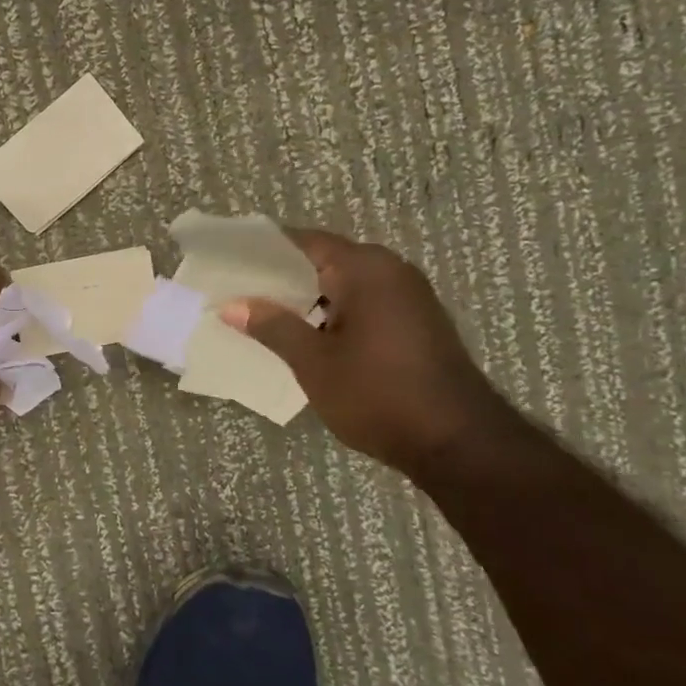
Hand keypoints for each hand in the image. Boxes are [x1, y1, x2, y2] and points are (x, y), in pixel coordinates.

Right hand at [220, 231, 510, 474]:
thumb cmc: (377, 394)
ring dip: (304, 299)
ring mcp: (407, 296)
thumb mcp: (314, 362)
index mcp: (364, 268)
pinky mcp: (414, 322)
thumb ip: (272, 326)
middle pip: (323, 261)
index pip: (303, 242)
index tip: (229, 263)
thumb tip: (232, 305)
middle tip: (236, 292)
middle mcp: (390, 270)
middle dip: (280, 278)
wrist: (457, 443)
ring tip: (260, 315)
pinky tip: (302, 336)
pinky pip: (361, 304)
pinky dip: (330, 314)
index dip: (263, 251)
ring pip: (342, 285)